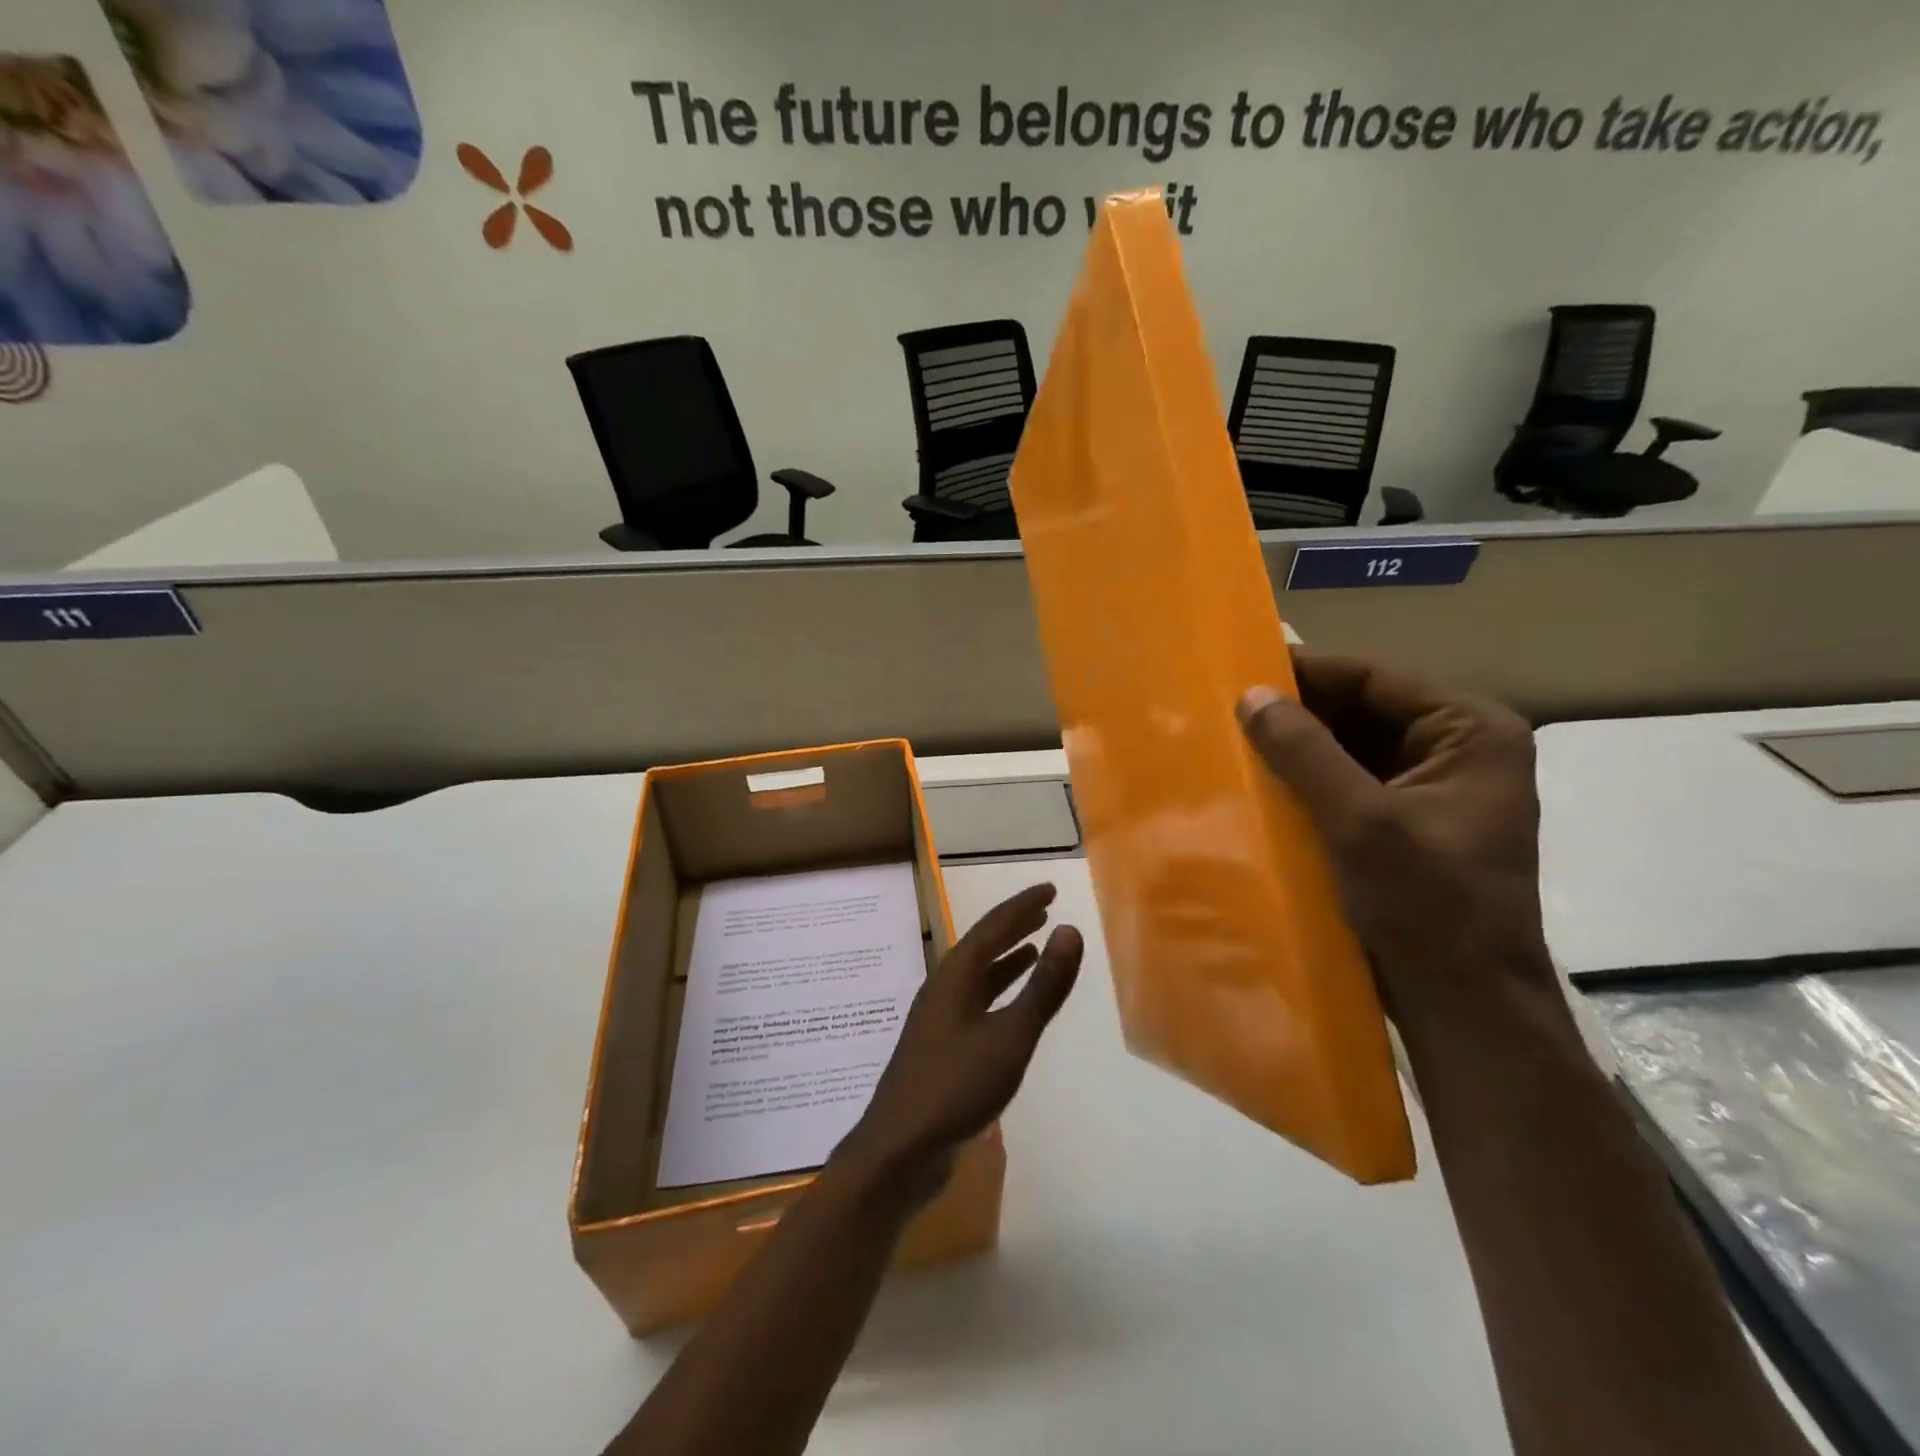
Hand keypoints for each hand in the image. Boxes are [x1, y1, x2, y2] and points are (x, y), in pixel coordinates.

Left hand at [839, 884, 1082, 1191]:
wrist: (899, 1148)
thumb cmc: (957, 1086)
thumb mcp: (1010, 1036)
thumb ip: (1043, 986)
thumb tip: (1070, 930)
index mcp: (956, 976)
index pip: (994, 926)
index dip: (1023, 905)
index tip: (1050, 889)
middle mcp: (943, 987)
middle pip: (982, 945)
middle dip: (1013, 925)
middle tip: (1044, 909)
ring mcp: (938, 1017)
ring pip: (977, 974)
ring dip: (1006, 958)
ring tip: (1034, 947)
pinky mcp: (939, 1045)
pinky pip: (975, 1001)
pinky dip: (997, 990)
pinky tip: (1010, 1005)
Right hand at [1236, 649, 1551, 1021]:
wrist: (1463, 1004)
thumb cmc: (1425, 904)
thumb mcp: (1360, 820)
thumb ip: (1304, 751)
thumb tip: (1250, 693)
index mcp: (1470, 731)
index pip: (1376, 678)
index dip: (1307, 671)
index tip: (1241, 669)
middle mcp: (1457, 748)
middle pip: (1364, 709)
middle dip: (1298, 712)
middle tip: (1228, 709)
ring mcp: (1433, 787)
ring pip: (1352, 746)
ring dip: (1298, 746)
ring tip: (1235, 740)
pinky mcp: (1407, 821)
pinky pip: (1350, 782)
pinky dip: (1308, 780)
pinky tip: (1262, 783)